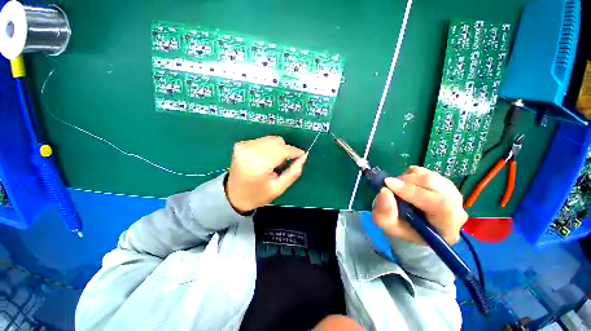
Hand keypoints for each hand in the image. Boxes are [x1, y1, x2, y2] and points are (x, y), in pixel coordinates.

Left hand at [226, 136, 307, 212]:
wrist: (233, 196)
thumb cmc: (258, 195)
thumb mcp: (279, 188)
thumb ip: (293, 172)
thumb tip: (304, 156)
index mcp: (258, 164)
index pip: (282, 150)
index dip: (295, 151)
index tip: (302, 155)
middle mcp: (249, 151)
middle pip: (277, 141)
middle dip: (285, 150)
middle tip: (282, 164)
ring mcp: (243, 146)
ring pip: (271, 139)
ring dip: (277, 149)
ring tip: (272, 163)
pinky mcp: (240, 144)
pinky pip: (262, 140)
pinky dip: (268, 148)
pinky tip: (264, 159)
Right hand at [372, 166, 467, 244]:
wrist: (412, 226)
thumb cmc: (402, 228)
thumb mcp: (388, 225)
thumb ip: (385, 212)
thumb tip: (384, 191)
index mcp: (447, 229)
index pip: (440, 204)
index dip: (412, 191)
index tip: (388, 183)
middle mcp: (457, 211)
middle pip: (436, 186)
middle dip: (407, 182)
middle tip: (390, 185)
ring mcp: (454, 195)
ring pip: (431, 176)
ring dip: (409, 178)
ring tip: (398, 187)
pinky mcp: (446, 185)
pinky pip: (428, 172)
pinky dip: (412, 175)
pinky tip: (407, 185)